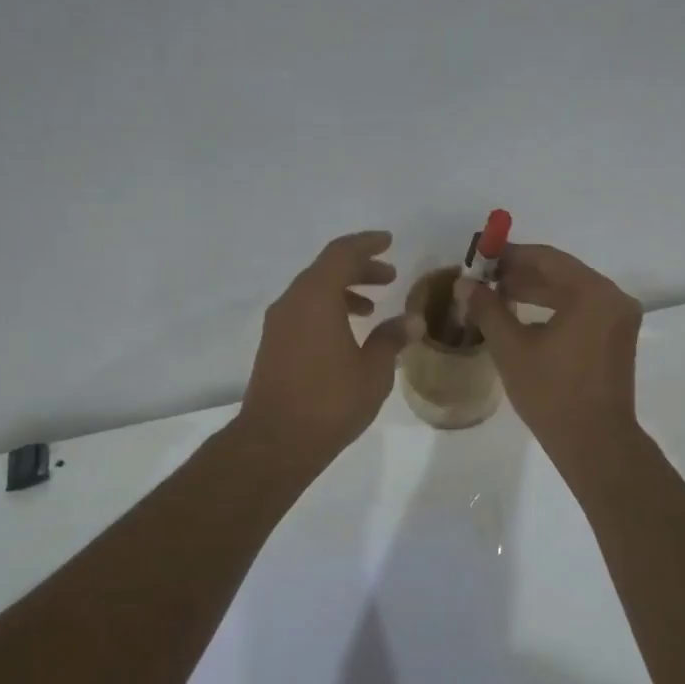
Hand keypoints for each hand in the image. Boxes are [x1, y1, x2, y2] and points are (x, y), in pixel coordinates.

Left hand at [238, 231, 412, 462]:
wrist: (276, 441)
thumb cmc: (330, 401)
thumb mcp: (373, 370)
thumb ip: (392, 339)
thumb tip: (411, 321)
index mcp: (316, 297)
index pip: (342, 253)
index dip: (367, 244)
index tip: (389, 242)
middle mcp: (292, 302)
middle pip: (326, 269)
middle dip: (359, 268)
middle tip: (389, 276)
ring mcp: (278, 324)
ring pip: (313, 291)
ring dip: (343, 290)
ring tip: (373, 307)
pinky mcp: (273, 345)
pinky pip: (303, 311)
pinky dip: (328, 309)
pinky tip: (348, 333)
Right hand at [461, 244, 643, 456]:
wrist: (595, 443)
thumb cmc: (552, 393)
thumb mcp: (512, 348)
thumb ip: (488, 308)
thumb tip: (464, 283)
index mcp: (593, 293)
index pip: (546, 258)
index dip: (510, 255)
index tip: (480, 258)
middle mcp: (612, 298)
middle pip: (561, 273)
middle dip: (521, 274)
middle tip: (484, 279)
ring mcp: (619, 319)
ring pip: (571, 292)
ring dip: (535, 291)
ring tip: (497, 296)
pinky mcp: (617, 338)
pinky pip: (582, 310)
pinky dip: (553, 309)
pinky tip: (523, 316)